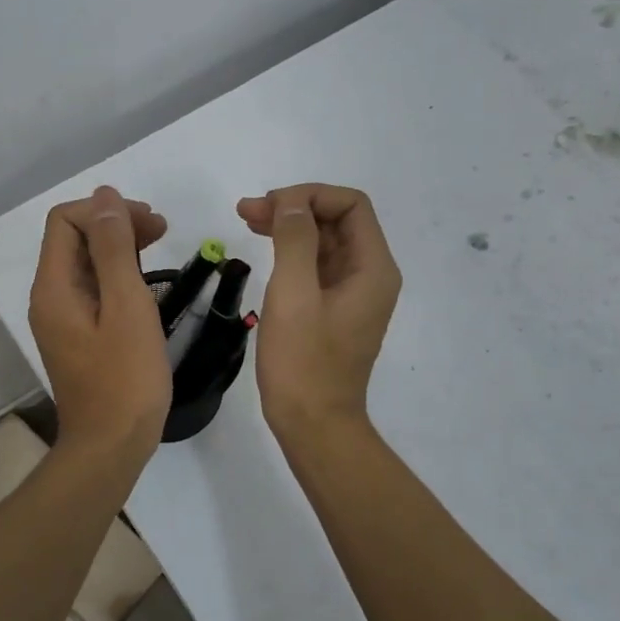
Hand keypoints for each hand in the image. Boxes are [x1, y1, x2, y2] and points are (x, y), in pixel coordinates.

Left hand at [29, 185, 171, 460]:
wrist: (110, 446)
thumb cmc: (125, 378)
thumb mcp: (126, 306)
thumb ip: (115, 248)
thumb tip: (106, 197)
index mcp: (54, 287)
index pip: (66, 221)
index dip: (105, 210)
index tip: (150, 222)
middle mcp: (50, 297)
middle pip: (74, 238)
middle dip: (115, 223)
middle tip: (162, 228)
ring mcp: (63, 318)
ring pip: (85, 262)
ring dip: (119, 245)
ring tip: (160, 243)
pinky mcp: (79, 334)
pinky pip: (93, 288)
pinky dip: (117, 273)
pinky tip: (145, 279)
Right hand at [237, 184, 400, 437]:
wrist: (314, 425)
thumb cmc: (303, 362)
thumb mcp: (294, 294)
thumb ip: (295, 239)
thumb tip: (290, 202)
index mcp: (373, 268)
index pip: (351, 205)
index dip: (310, 195)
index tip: (268, 206)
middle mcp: (371, 275)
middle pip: (338, 221)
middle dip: (295, 208)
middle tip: (246, 211)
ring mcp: (353, 294)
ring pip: (325, 242)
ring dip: (290, 227)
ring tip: (247, 220)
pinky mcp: (334, 310)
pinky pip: (318, 267)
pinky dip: (292, 252)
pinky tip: (265, 249)